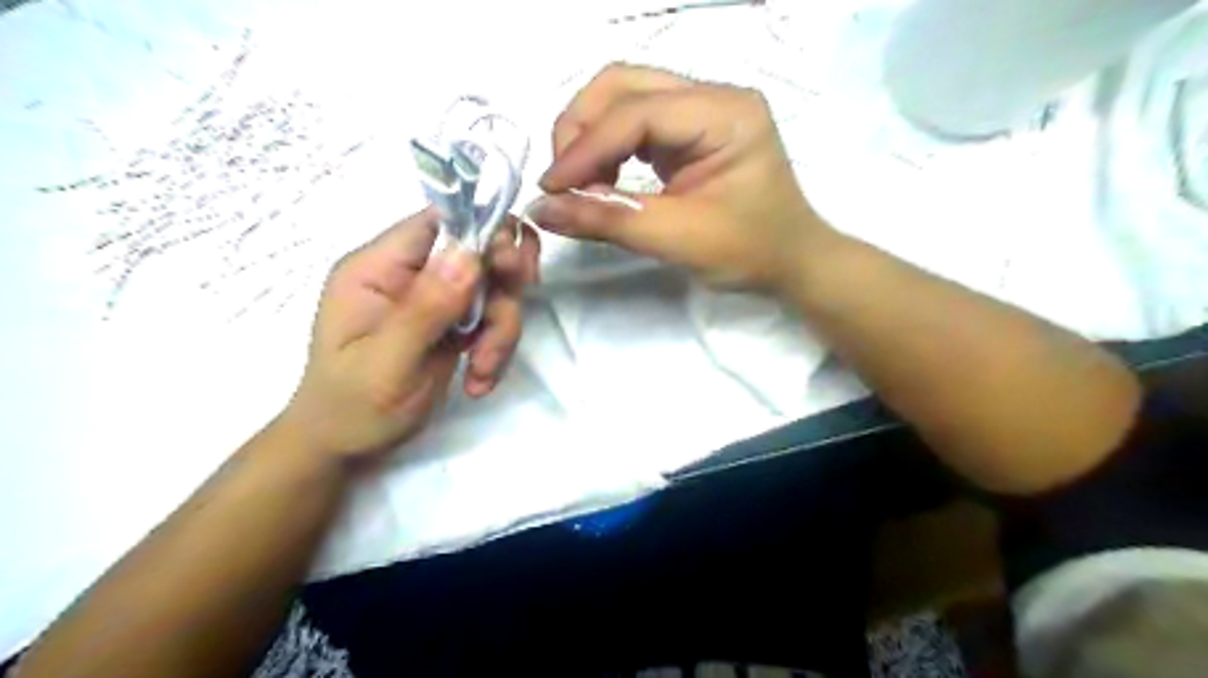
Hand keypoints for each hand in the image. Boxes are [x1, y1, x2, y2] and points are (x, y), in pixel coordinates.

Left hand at [280, 210, 541, 463]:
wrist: (346, 447)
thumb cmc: (352, 406)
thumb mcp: (386, 362)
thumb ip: (425, 308)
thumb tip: (470, 255)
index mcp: (379, 268)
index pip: (438, 222)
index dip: (482, 232)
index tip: (510, 267)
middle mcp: (411, 275)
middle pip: (479, 254)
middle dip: (501, 292)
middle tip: (502, 325)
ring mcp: (436, 300)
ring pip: (495, 291)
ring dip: (502, 332)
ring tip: (483, 372)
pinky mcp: (455, 325)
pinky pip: (494, 320)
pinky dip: (497, 350)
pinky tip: (480, 382)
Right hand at [536, 61, 830, 287]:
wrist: (791, 262)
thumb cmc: (750, 252)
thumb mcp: (677, 238)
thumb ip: (608, 219)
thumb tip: (541, 210)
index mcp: (725, 113)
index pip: (637, 113)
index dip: (586, 148)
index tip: (550, 188)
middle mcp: (713, 97)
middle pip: (624, 85)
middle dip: (582, 129)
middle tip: (561, 180)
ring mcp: (702, 110)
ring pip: (625, 99)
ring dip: (591, 136)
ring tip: (580, 183)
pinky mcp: (690, 131)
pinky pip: (635, 124)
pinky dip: (608, 148)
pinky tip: (603, 178)